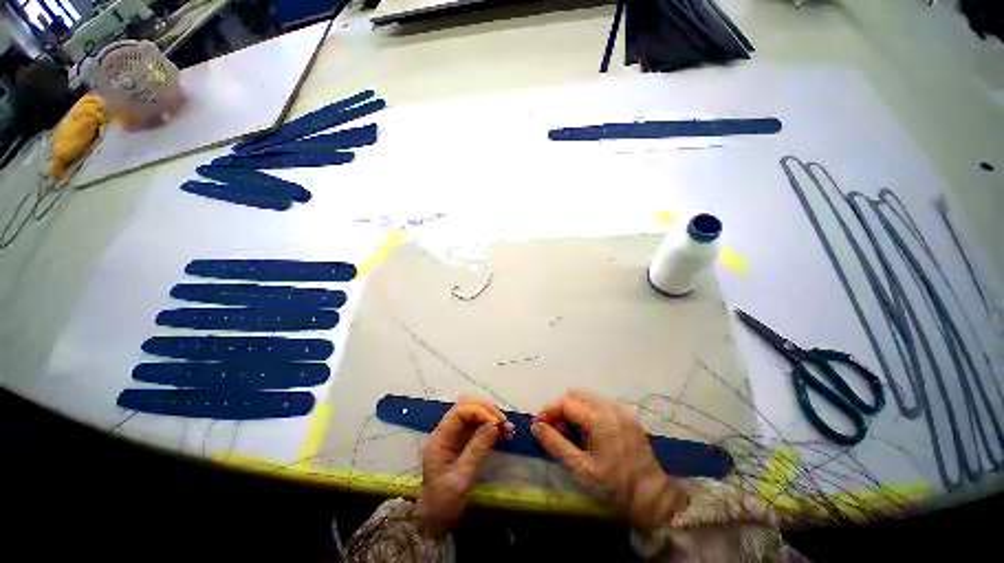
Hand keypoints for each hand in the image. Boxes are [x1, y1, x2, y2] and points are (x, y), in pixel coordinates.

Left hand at [415, 397, 512, 536]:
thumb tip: (494, 425)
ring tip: (508, 428)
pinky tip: (504, 433)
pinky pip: (480, 425)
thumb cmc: (444, 501)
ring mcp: (456, 435)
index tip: (496, 423)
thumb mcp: (461, 477)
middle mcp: (448, 430)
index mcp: (441, 436)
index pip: (460, 411)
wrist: (436, 520)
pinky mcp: (465, 441)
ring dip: (492, 417)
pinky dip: (492, 426)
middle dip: (487, 410)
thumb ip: (477, 449)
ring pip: (475, 413)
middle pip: (468, 406)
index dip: (480, 412)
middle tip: (503, 423)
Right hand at [531, 390, 687, 530]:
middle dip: (561, 408)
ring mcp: (620, 408)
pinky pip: (600, 403)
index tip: (539, 424)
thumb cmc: (613, 485)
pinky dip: (587, 410)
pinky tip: (588, 431)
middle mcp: (610, 406)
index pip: (565, 402)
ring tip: (570, 431)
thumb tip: (535, 425)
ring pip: (587, 396)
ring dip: (574, 408)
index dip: (549, 411)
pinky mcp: (627, 414)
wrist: (652, 495)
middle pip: (575, 394)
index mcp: (598, 418)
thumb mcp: (580, 468)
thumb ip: (555, 443)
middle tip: (555, 429)